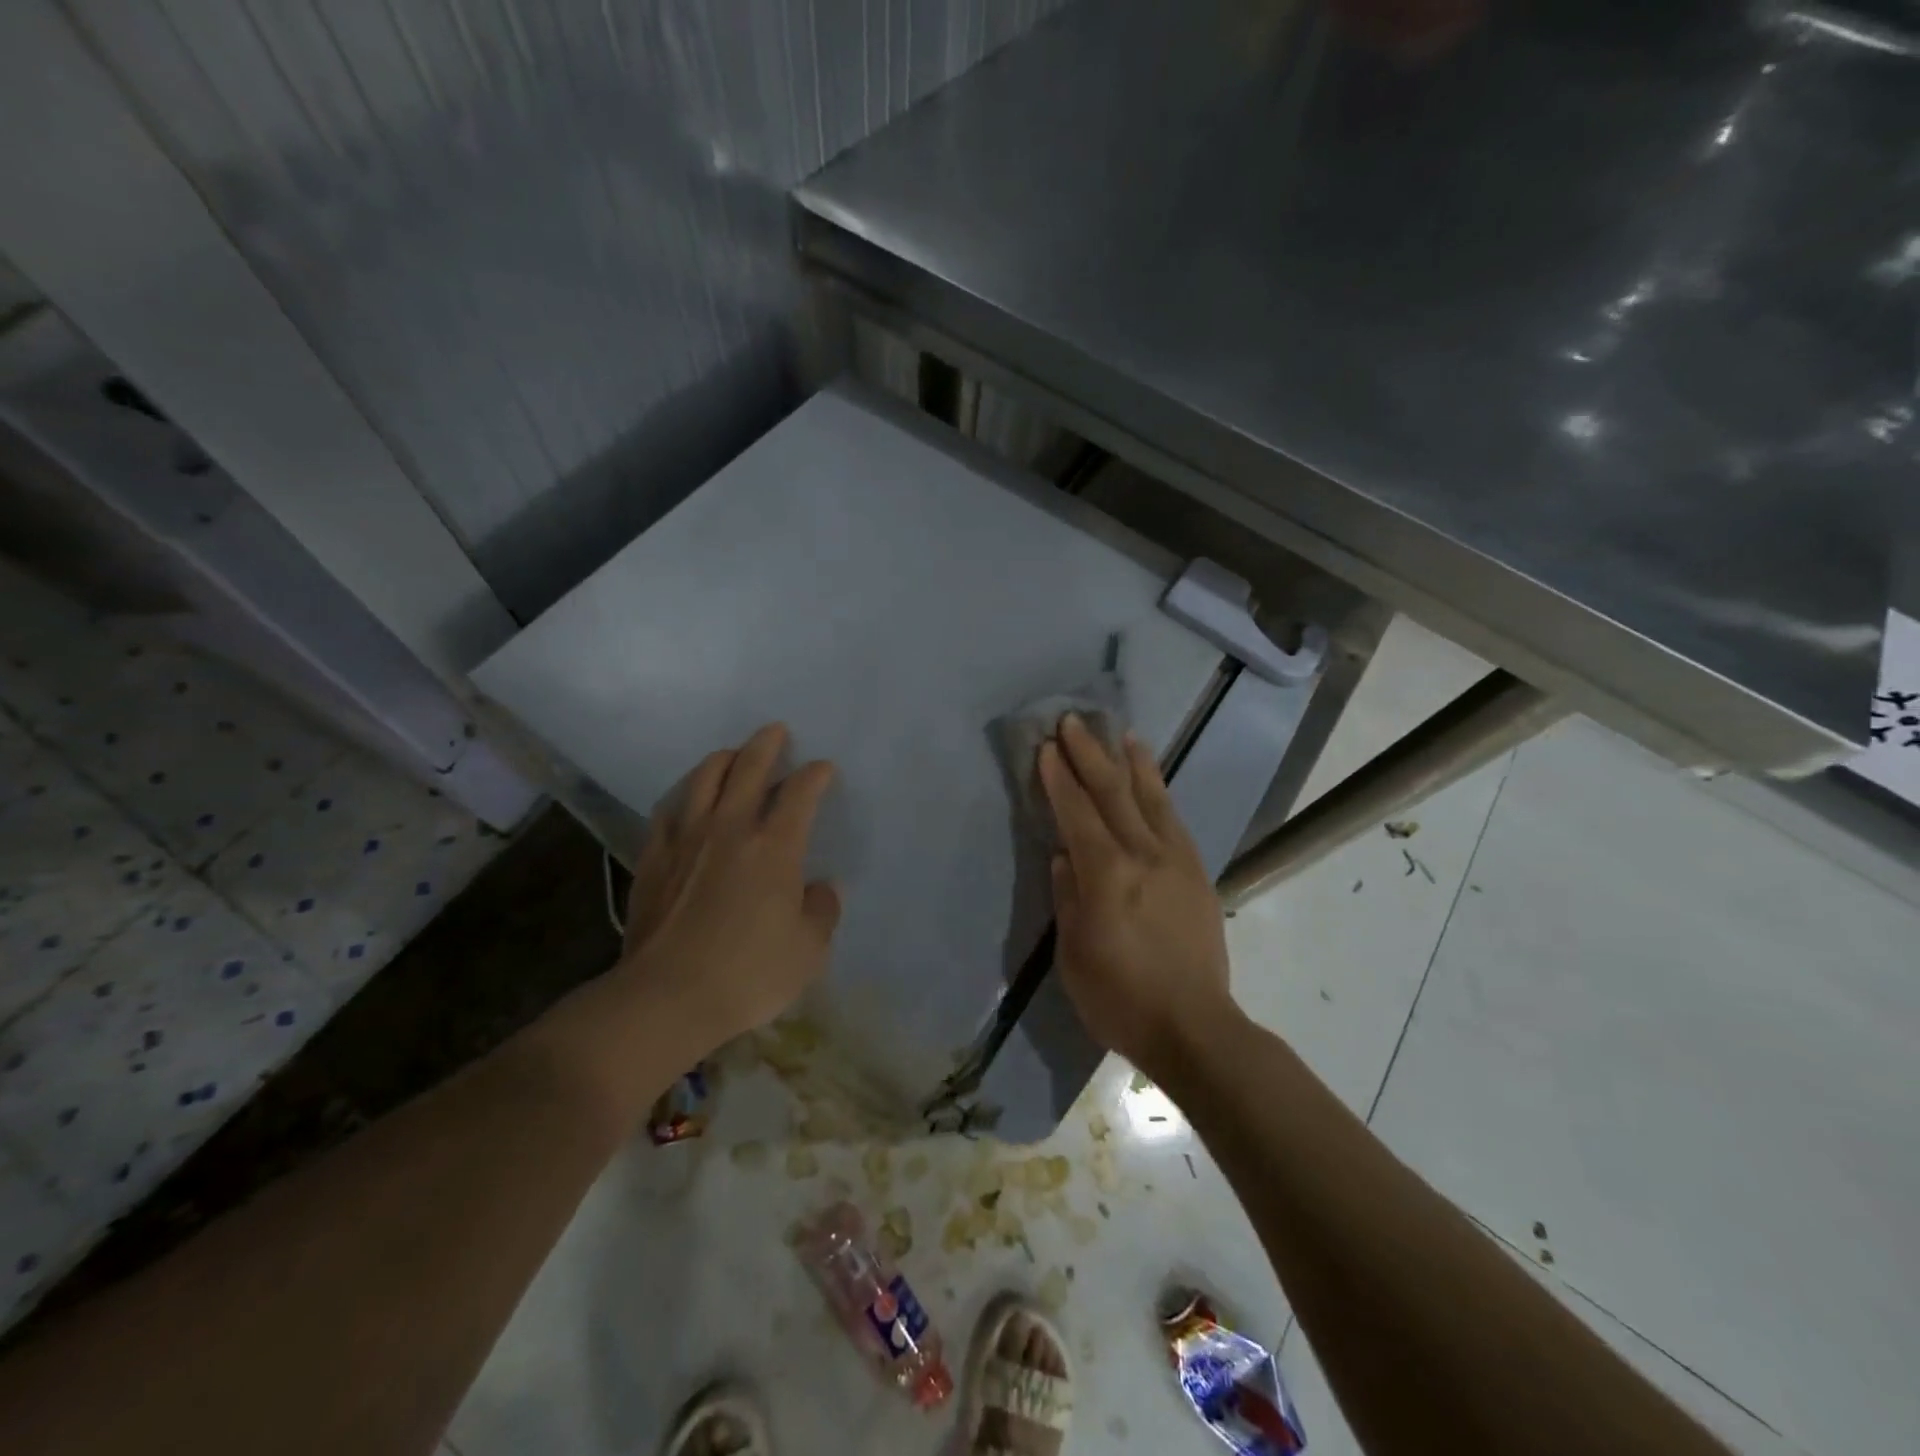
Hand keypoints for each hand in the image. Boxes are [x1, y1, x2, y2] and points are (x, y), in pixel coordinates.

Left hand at [618, 723, 841, 1059]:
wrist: (667, 997)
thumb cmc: (749, 973)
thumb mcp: (808, 950)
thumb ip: (822, 912)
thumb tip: (821, 889)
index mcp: (774, 846)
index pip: (800, 793)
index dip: (815, 775)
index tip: (823, 769)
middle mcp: (730, 829)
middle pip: (749, 769)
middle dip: (766, 745)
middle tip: (775, 730)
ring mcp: (686, 840)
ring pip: (704, 780)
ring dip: (723, 759)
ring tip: (732, 755)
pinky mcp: (653, 858)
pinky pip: (668, 811)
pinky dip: (683, 795)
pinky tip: (686, 799)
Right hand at [1040, 714, 1238, 1081]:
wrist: (1195, 1028)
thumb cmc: (1120, 998)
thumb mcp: (1074, 954)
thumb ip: (1069, 896)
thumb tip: (1064, 856)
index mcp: (1107, 875)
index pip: (1077, 813)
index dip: (1060, 778)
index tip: (1047, 747)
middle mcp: (1144, 856)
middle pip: (1113, 794)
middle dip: (1090, 755)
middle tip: (1073, 722)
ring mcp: (1176, 861)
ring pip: (1151, 799)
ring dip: (1133, 762)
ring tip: (1121, 733)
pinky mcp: (1197, 873)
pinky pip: (1174, 820)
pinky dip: (1160, 792)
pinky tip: (1152, 781)